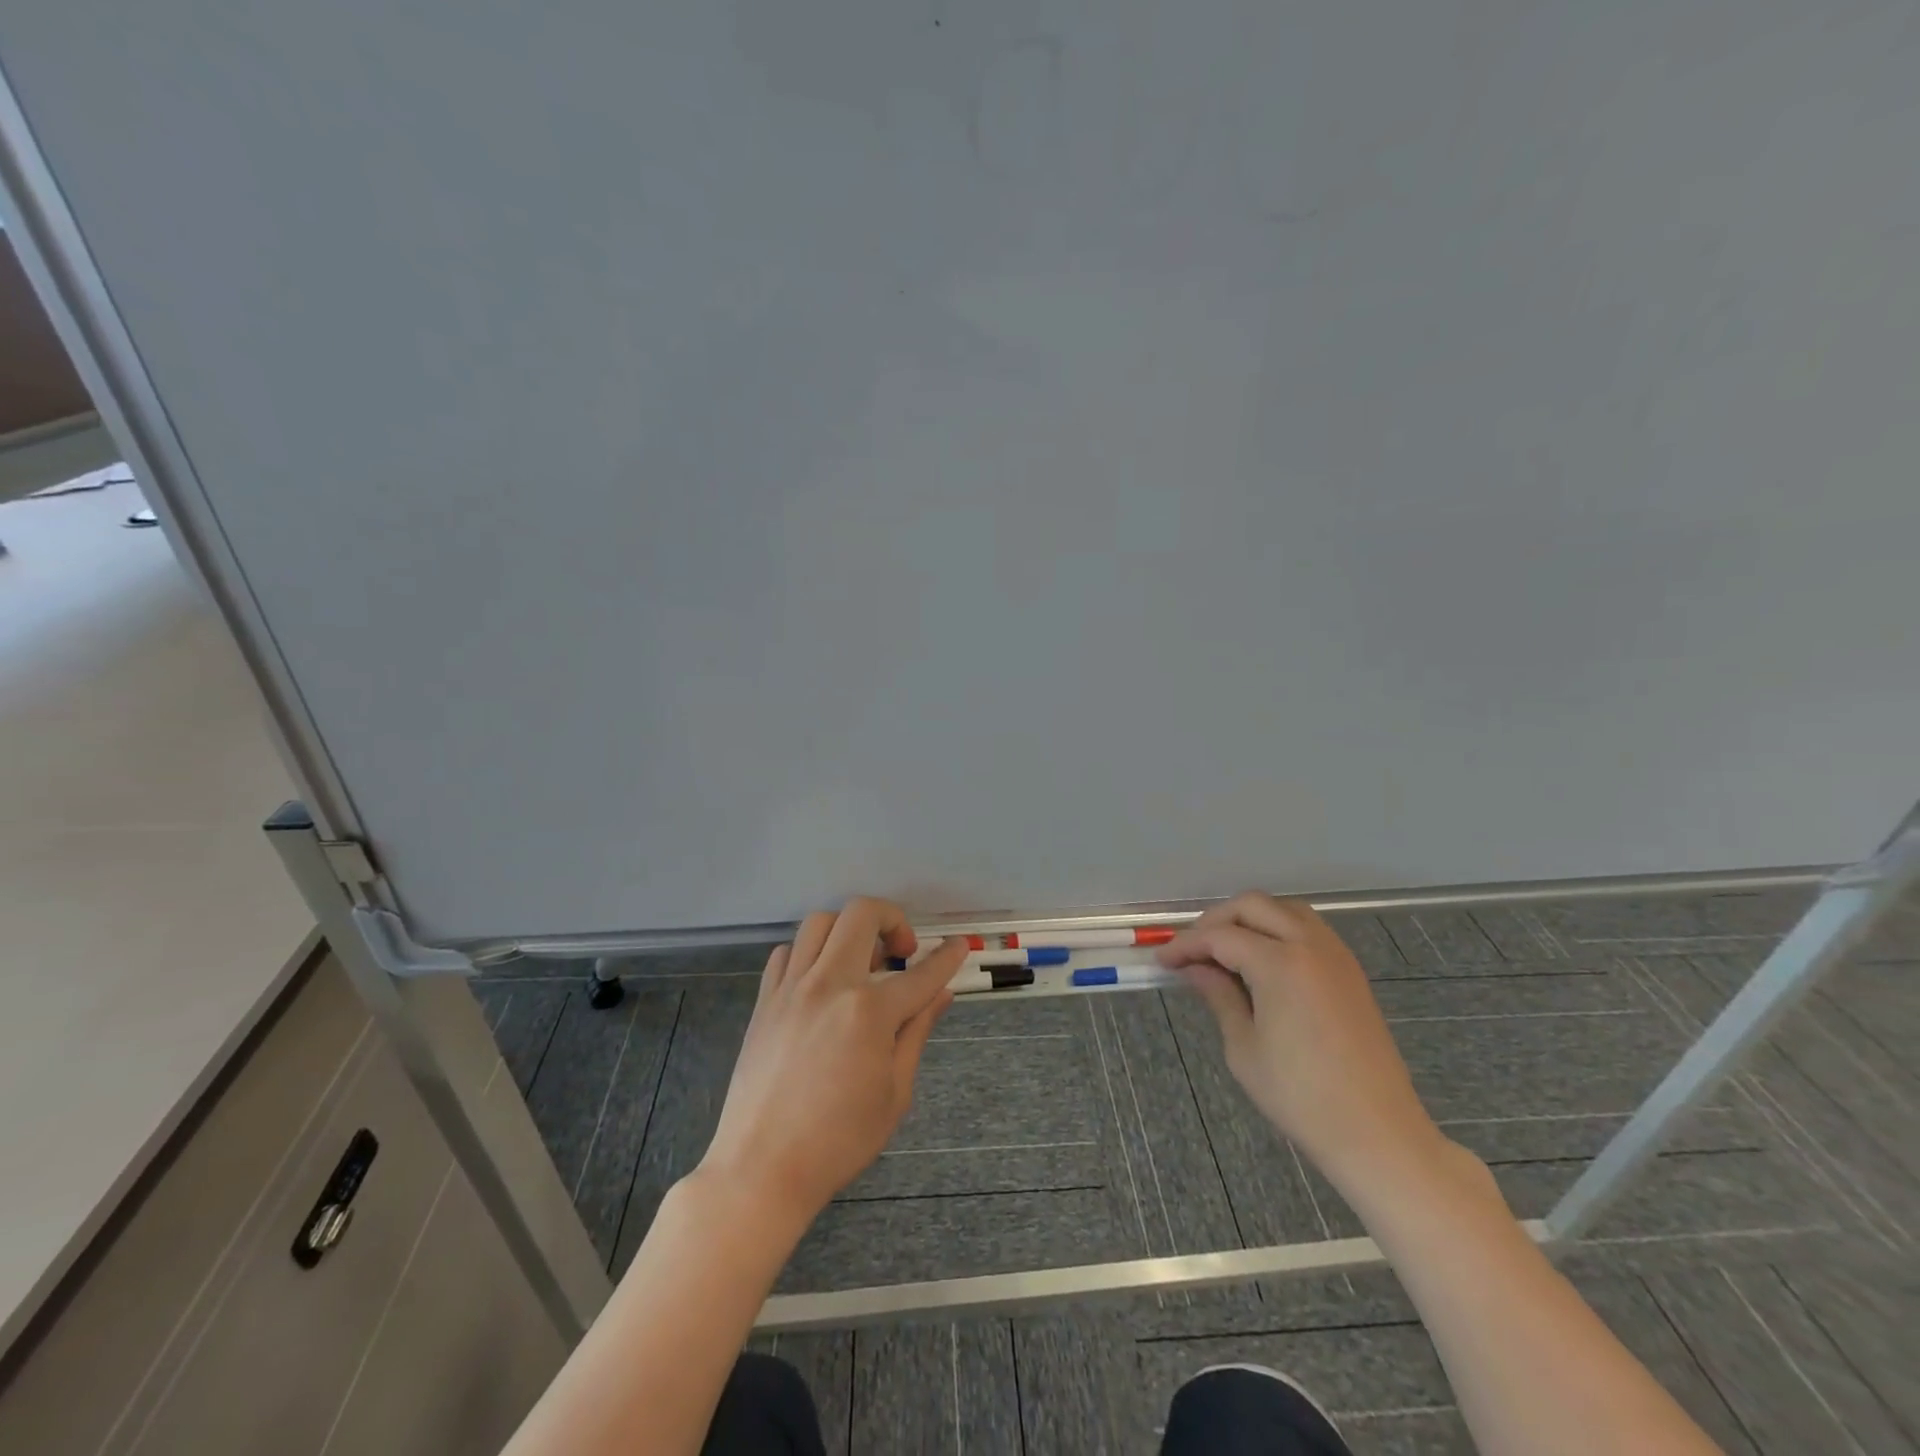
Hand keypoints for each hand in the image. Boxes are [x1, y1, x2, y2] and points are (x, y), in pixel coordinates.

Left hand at [697, 897, 969, 1226]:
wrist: (761, 1169)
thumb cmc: (838, 1141)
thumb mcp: (894, 1093)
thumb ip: (916, 1033)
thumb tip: (940, 994)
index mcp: (870, 1012)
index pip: (921, 973)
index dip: (947, 957)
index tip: (959, 945)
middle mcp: (830, 984)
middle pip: (862, 914)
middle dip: (892, 919)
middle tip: (901, 952)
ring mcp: (792, 988)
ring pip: (820, 921)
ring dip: (848, 930)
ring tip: (860, 961)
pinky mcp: (764, 1000)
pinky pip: (787, 952)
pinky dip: (809, 954)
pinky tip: (820, 981)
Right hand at [1158, 893, 1445, 1199]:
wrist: (1377, 1133)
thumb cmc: (1300, 1096)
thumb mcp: (1244, 1048)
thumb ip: (1219, 996)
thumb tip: (1195, 969)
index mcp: (1279, 963)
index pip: (1219, 936)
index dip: (1186, 945)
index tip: (1162, 960)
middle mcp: (1309, 945)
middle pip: (1253, 906)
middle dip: (1216, 921)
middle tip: (1193, 951)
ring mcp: (1335, 955)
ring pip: (1284, 910)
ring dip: (1250, 919)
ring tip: (1226, 951)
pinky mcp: (1350, 971)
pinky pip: (1308, 928)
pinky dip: (1278, 930)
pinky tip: (1263, 961)